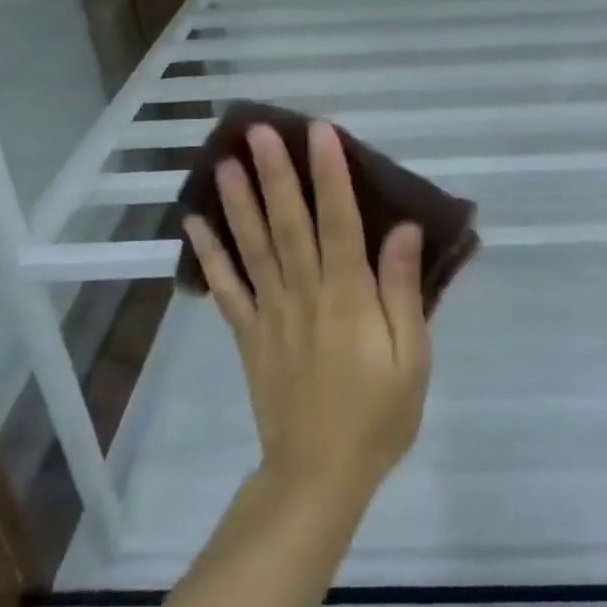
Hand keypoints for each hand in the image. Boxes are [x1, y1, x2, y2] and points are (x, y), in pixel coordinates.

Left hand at [182, 122, 430, 512]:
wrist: (318, 475)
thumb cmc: (378, 415)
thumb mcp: (412, 357)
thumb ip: (403, 290)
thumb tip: (404, 228)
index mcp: (348, 296)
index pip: (339, 221)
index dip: (330, 174)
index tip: (319, 132)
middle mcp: (304, 293)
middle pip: (289, 223)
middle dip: (275, 173)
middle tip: (258, 131)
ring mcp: (269, 312)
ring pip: (253, 246)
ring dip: (238, 201)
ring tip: (223, 161)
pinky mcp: (248, 334)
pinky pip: (225, 288)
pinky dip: (208, 255)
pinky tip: (194, 223)